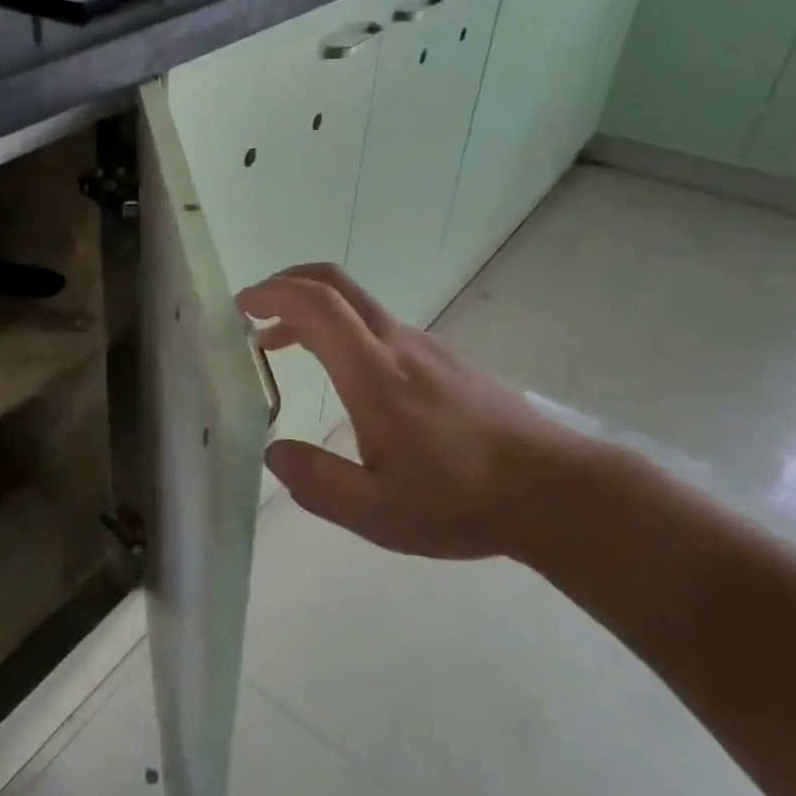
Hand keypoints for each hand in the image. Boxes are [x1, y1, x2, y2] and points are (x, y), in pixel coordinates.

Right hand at [236, 264, 604, 561]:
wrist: (555, 490)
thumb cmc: (461, 500)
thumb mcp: (376, 511)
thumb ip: (315, 481)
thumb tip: (272, 451)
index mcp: (374, 373)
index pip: (316, 304)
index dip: (272, 293)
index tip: (240, 307)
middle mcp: (397, 344)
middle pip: (335, 283)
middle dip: (286, 283)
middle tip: (252, 310)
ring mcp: (425, 347)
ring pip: (357, 305)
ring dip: (311, 310)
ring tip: (280, 345)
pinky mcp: (444, 359)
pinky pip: (379, 326)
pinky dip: (340, 329)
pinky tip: (340, 373)